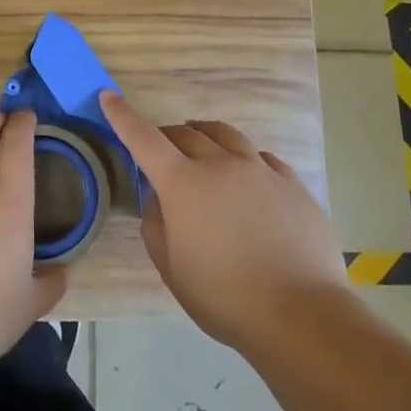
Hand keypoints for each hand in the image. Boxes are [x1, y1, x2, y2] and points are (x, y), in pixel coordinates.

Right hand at [101, 92, 345, 352]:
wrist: (301, 314)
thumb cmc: (224, 296)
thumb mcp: (171, 268)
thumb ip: (156, 225)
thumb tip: (159, 199)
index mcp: (183, 183)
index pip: (143, 138)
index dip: (123, 116)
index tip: (109, 96)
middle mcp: (220, 164)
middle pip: (186, 133)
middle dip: (167, 136)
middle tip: (162, 151)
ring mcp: (260, 170)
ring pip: (226, 135)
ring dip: (205, 135)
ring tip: (202, 147)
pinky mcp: (292, 184)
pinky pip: (261, 157)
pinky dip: (243, 158)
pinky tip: (247, 176)